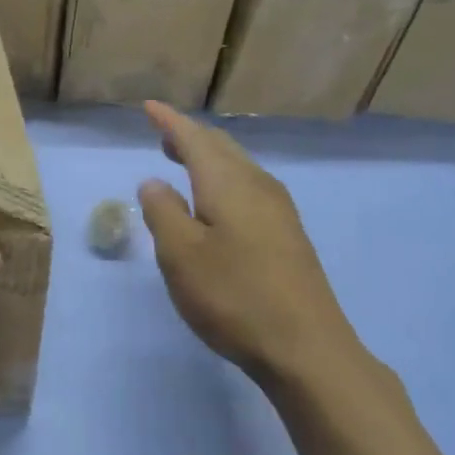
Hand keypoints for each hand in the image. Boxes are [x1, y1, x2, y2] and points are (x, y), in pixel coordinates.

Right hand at [136, 101, 372, 394]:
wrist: (305, 346)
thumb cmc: (233, 296)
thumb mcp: (180, 255)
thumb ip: (162, 212)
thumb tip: (154, 182)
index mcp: (228, 183)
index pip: (195, 139)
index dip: (170, 122)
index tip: (149, 107)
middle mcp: (258, 186)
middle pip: (221, 148)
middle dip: (190, 137)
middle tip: (163, 134)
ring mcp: (279, 210)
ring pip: (238, 168)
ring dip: (208, 158)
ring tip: (183, 161)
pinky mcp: (288, 235)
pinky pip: (248, 188)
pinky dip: (223, 180)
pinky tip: (216, 202)